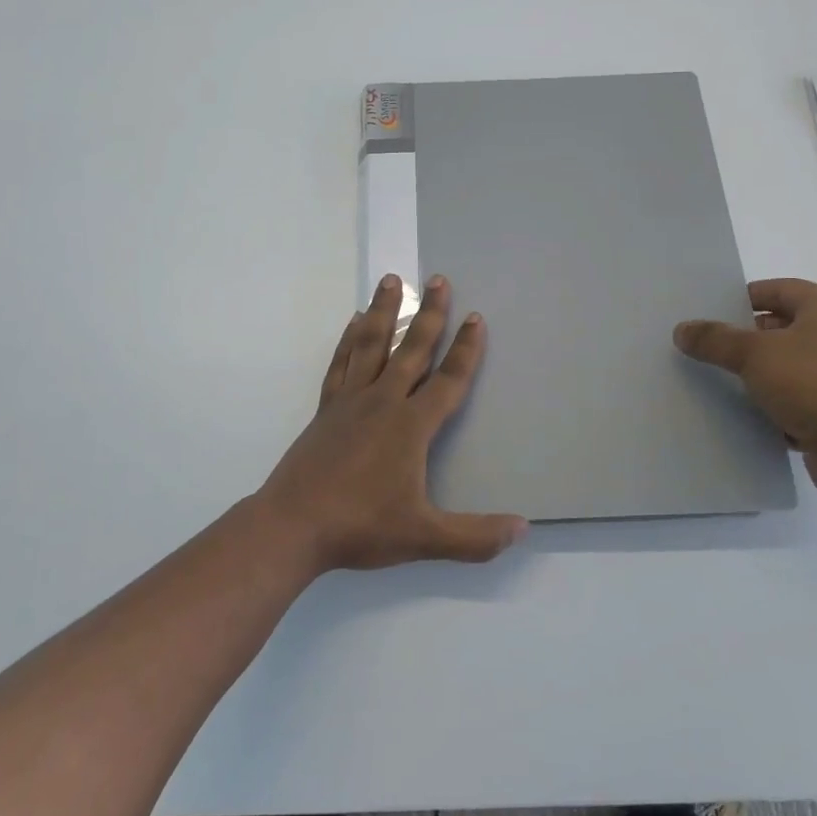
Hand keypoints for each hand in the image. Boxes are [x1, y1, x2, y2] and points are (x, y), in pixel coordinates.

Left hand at [256, 274, 527, 572]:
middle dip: (430, 314)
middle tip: (438, 279)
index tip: (476, 317)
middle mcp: (383, 402)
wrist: (293, 526)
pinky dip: (349, 339)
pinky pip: (341, 363)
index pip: (447, 380)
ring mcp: (350, 402)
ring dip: (383, 311)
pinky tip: (353, 322)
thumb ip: (475, 536)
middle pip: (411, 348)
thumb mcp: (424, 536)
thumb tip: (523, 529)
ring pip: (371, 344)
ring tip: (392, 280)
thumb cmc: (361, 526)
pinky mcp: (326, 409)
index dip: (466, 350)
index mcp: (410, 426)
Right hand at [674, 278, 816, 501]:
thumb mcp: (755, 354)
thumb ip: (716, 339)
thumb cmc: (816, 385)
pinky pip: (793, 404)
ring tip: (713, 380)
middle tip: (705, 346)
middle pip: (782, 329)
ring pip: (785, 369)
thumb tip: (682, 329)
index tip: (715, 307)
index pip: (783, 290)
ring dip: (755, 376)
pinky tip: (739, 416)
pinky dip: (769, 409)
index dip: (750, 294)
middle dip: (744, 337)